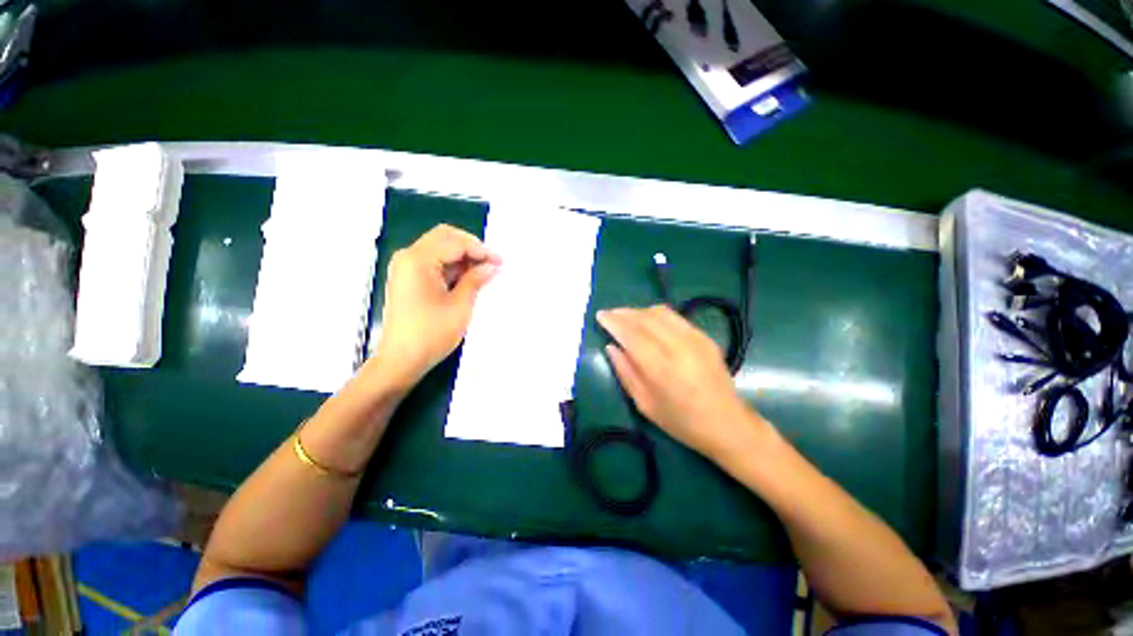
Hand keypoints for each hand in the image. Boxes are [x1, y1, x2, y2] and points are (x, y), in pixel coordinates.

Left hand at [369, 224, 499, 387]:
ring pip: (438, 248)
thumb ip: (475, 280)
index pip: (455, 243)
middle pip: (444, 238)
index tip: (500, 262)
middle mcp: (408, 257)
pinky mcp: (407, 279)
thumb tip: (491, 266)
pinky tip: (466, 278)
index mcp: (418, 260)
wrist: (400, 361)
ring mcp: (405, 268)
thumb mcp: (460, 306)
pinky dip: (451, 266)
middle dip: (471, 247)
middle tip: (491, 263)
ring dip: (462, 256)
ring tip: (483, 272)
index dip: (481, 250)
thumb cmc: (431, 334)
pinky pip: (432, 262)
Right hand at [597, 305, 762, 461]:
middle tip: (609, 314)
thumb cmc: (681, 422)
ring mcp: (695, 338)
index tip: (600, 316)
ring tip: (625, 316)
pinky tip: (648, 321)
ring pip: (660, 312)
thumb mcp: (645, 404)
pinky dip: (656, 314)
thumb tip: (611, 346)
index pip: (631, 334)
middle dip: (623, 313)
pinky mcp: (705, 336)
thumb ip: (625, 372)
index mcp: (662, 368)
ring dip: (639, 311)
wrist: (728, 424)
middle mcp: (679, 347)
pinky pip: (675, 317)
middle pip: (645, 318)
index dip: (613, 322)